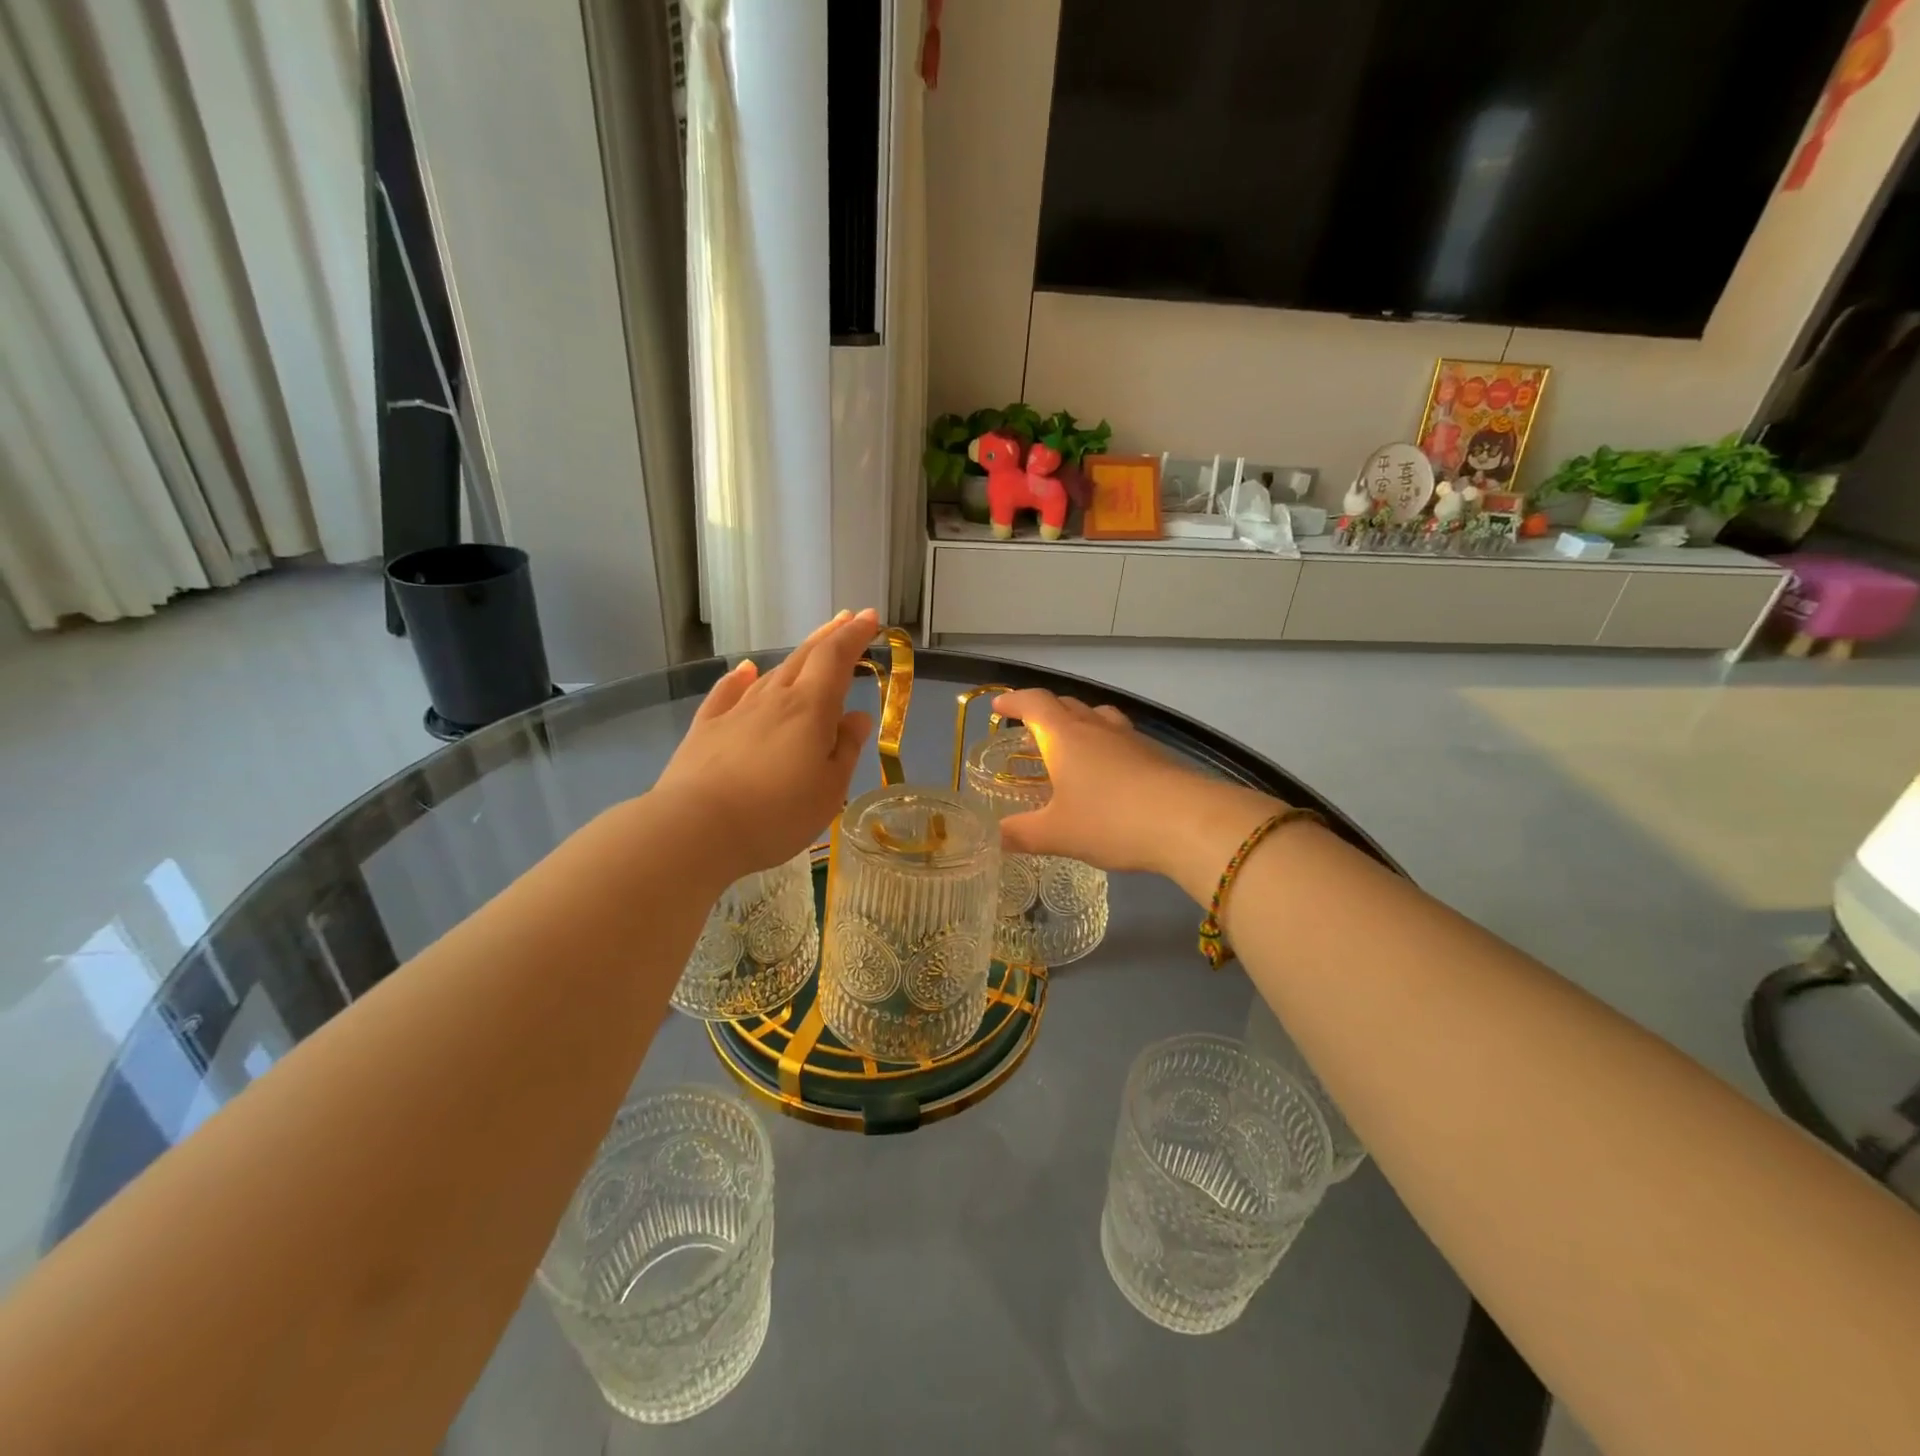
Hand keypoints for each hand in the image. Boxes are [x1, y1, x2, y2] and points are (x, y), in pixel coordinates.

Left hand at [654, 609, 877, 881]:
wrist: (697, 829)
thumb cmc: (777, 814)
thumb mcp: (829, 789)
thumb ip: (845, 749)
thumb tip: (857, 717)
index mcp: (809, 708)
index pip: (836, 658)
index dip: (854, 636)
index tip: (870, 619)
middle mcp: (773, 699)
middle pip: (803, 658)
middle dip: (828, 637)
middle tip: (846, 621)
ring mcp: (736, 711)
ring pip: (771, 674)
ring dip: (794, 658)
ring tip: (809, 650)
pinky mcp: (705, 729)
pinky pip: (727, 693)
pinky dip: (740, 678)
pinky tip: (744, 670)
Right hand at [992, 688, 1285, 901]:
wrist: (1187, 822)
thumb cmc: (1109, 820)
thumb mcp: (1056, 834)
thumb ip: (1021, 834)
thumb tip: (995, 837)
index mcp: (1065, 736)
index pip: (1034, 703)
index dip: (1014, 702)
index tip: (998, 707)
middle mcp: (1097, 728)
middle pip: (1067, 704)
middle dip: (1045, 711)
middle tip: (1030, 728)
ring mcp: (1130, 739)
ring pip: (1099, 717)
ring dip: (1080, 722)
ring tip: (1071, 743)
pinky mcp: (1156, 755)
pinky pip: (1122, 738)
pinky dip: (1106, 745)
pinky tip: (1109, 772)